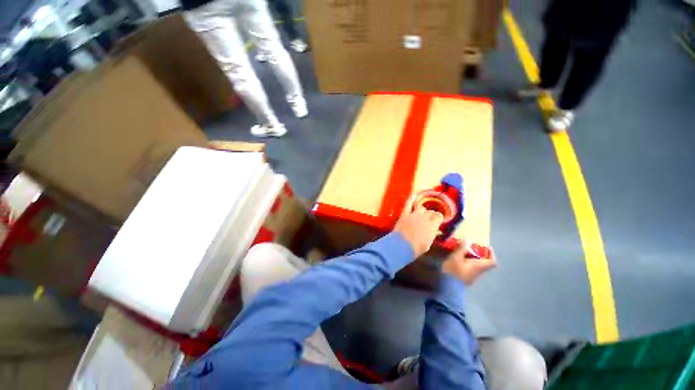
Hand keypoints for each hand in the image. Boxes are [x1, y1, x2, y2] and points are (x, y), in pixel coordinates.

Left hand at [393, 195, 443, 256]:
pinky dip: (412, 198)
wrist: (401, 246)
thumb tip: (436, 230)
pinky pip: (409, 203)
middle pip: (431, 212)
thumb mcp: (428, 244)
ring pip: (422, 208)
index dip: (439, 218)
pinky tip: (415, 194)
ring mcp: (414, 214)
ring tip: (421, 215)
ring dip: (423, 211)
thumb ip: (432, 234)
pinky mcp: (405, 213)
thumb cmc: (416, 248)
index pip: (439, 216)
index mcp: (433, 225)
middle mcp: (425, 217)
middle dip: (431, 216)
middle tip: (428, 221)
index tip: (438, 221)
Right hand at [442, 240, 496, 284]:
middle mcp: (479, 272)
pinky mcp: (467, 279)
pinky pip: (471, 269)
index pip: (492, 261)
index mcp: (479, 266)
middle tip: (471, 247)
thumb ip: (462, 248)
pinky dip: (468, 263)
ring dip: (473, 259)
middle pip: (485, 263)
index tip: (486, 247)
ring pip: (477, 266)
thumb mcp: (456, 257)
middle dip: (480, 254)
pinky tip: (458, 261)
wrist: (449, 287)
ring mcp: (473, 277)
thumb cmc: (454, 270)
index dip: (491, 254)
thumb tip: (468, 239)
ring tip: (463, 253)